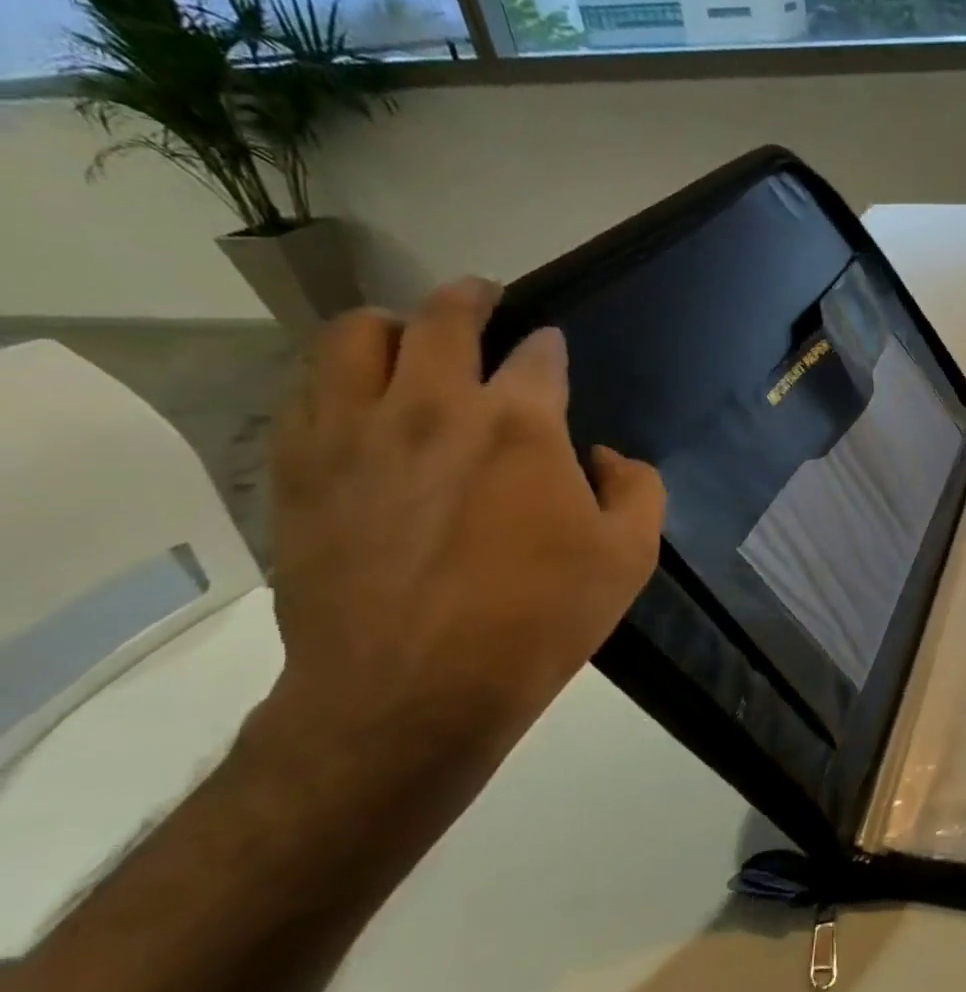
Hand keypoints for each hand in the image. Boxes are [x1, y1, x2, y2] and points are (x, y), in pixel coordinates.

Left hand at [261, 279, 665, 789]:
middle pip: (441, 316)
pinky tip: (357, 399)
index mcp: (520, 424)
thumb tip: (604, 455)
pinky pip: (305, 390)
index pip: (537, 354)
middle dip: (470, 297)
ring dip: (390, 324)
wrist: (409, 694)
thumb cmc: (537, 621)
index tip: (553, 353)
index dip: (550, 347)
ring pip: (353, 335)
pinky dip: (337, 377)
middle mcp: (431, 406)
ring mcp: (353, 433)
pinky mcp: (300, 469)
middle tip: (483, 299)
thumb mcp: (629, 558)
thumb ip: (638, 489)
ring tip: (408, 337)